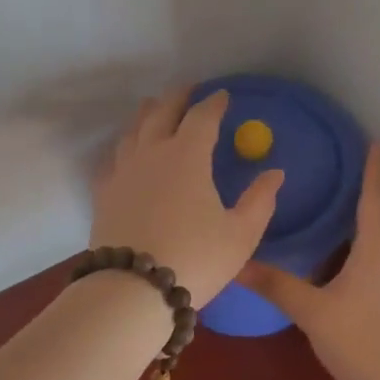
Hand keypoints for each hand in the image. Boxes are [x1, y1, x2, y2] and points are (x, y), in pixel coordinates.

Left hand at [90, 88, 284, 302]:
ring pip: (132, 131)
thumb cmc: (196, 259)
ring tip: (153, 110)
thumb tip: (275, 173)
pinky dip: (124, 147)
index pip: (202, 117)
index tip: (222, 96)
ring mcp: (122, 172)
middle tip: (187, 89)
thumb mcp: (240, 234)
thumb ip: (260, 201)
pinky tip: (126, 153)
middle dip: (177, 97)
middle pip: (161, 112)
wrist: (133, 289)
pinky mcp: (104, 193)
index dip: (214, 103)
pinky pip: (113, 159)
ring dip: (146, 115)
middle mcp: (151, 153)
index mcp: (187, 156)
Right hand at [238, 145, 379, 379]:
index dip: (375, 168)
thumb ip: (277, 285)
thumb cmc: (364, 341)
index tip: (373, 142)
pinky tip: (375, 256)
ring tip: (375, 205)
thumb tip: (238, 264)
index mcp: (379, 247)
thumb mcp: (313, 313)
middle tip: (375, 169)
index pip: (378, 195)